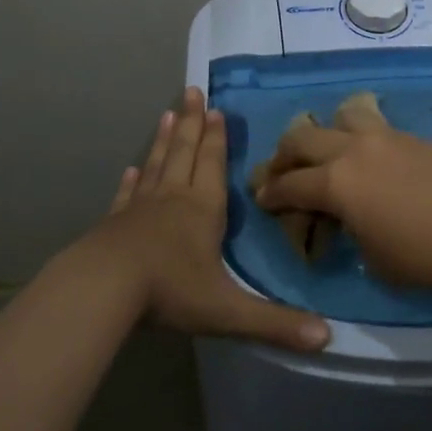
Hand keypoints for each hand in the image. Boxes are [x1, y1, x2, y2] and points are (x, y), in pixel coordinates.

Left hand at [78, 88, 330, 351]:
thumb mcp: (228, 311)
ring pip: (156, 165)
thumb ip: (275, 324)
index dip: (217, 138)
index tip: (216, 109)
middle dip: (192, 124)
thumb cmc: (169, 290)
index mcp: (203, 210)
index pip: (213, 165)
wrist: (103, 288)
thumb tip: (328, 339)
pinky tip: (131, 169)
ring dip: (164, 140)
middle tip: (191, 91)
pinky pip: (127, 195)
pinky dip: (132, 180)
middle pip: (185, 153)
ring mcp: (140, 209)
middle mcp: (173, 199)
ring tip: (168, 114)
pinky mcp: (114, 223)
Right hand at [254, 120, 431, 294]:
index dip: (270, 194)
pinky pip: (372, 124)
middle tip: (282, 173)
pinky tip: (368, 158)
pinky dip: (357, 136)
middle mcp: (352, 150)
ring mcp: (383, 136)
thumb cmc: (424, 257)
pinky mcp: (408, 135)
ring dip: (324, 132)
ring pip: (339, 115)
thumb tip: (340, 216)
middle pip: (302, 138)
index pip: (289, 184)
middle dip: (284, 156)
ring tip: (328, 152)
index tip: (262, 198)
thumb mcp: (371, 256)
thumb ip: (345, 228)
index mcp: (336, 183)